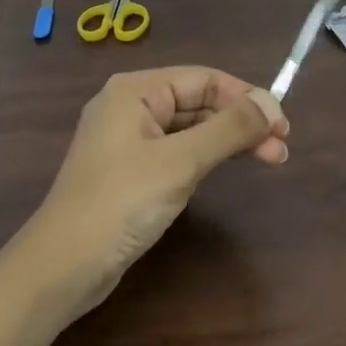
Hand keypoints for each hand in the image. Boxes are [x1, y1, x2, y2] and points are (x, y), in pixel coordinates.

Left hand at [28, 67, 288, 316]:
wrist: (62, 267)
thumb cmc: (120, 204)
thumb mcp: (179, 163)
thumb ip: (227, 130)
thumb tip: (271, 104)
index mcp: (135, 90)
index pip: (203, 79)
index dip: (246, 97)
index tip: (283, 125)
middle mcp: (130, 106)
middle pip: (198, 101)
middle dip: (241, 121)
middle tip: (282, 148)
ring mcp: (128, 139)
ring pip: (190, 127)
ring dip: (228, 140)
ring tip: (270, 159)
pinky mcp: (130, 170)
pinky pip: (177, 150)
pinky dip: (206, 156)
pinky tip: (227, 168)